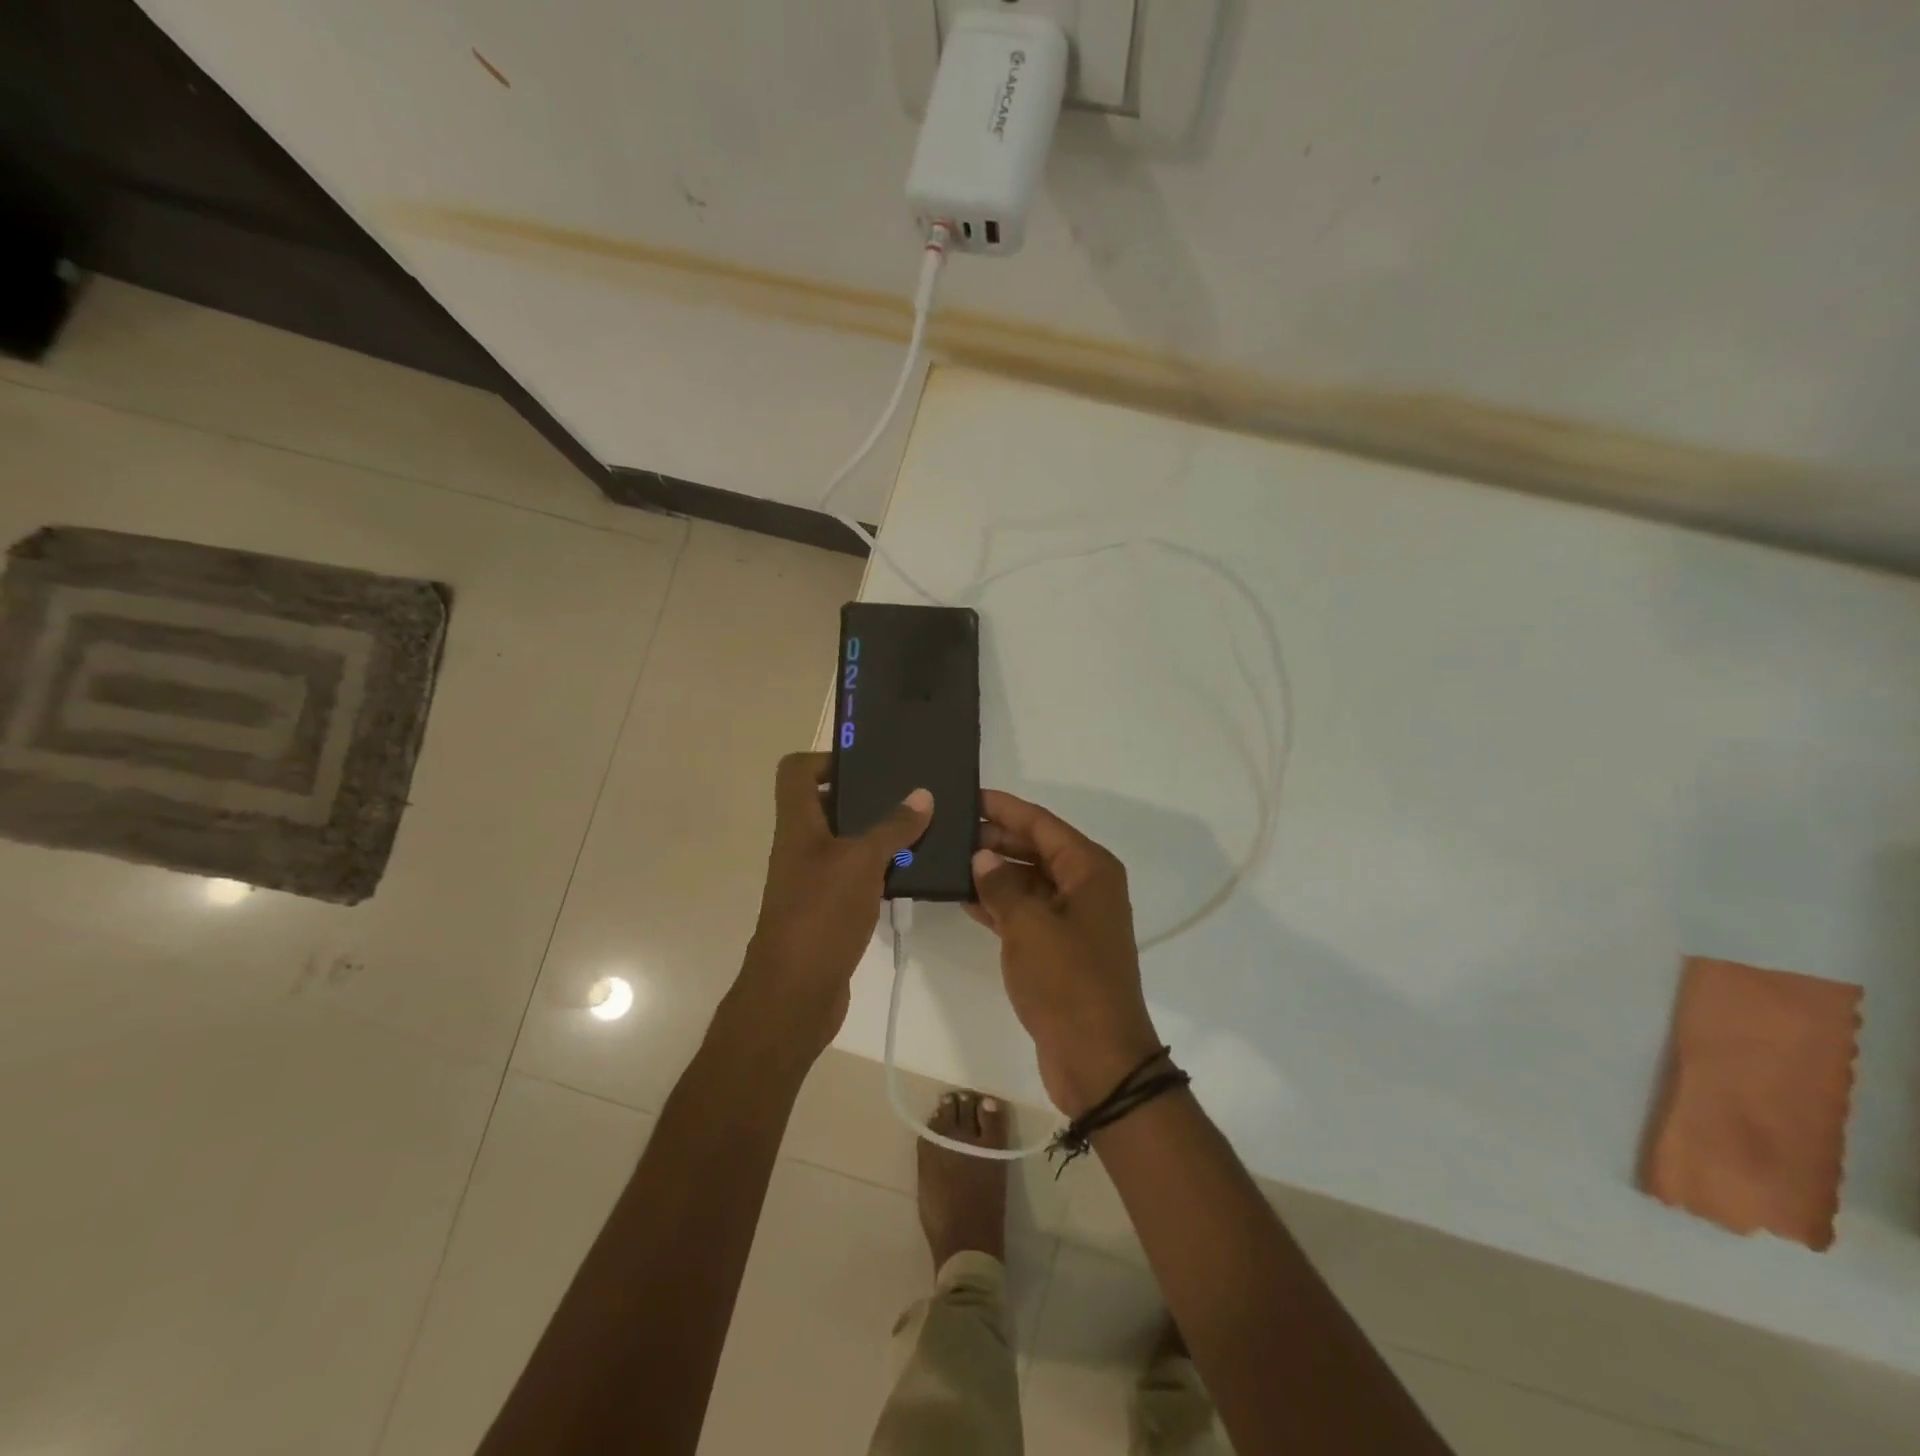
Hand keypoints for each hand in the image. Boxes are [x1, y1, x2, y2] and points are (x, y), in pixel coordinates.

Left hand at [737, 752, 931, 1056]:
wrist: (795, 994)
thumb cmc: (820, 915)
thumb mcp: (862, 862)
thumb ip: (893, 827)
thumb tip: (923, 795)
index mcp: (797, 825)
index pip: (796, 771)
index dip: (825, 758)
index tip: (867, 765)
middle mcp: (800, 846)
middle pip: (826, 804)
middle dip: (866, 796)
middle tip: (910, 794)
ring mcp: (813, 880)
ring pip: (846, 841)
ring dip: (879, 834)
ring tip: (922, 828)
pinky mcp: (828, 910)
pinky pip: (856, 875)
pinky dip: (880, 869)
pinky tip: (912, 872)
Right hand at [967, 790, 1163, 1115]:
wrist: (1097, 1059)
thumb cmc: (1067, 981)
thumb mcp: (1029, 926)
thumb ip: (1001, 885)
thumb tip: (982, 857)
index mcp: (1090, 869)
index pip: (1042, 824)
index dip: (1005, 808)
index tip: (969, 795)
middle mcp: (1086, 887)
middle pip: (1036, 849)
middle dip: (996, 839)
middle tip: (950, 828)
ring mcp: (1073, 919)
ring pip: (1028, 881)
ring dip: (994, 872)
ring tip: (949, 858)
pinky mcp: (1059, 949)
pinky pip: (1025, 912)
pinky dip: (999, 904)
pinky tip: (964, 897)